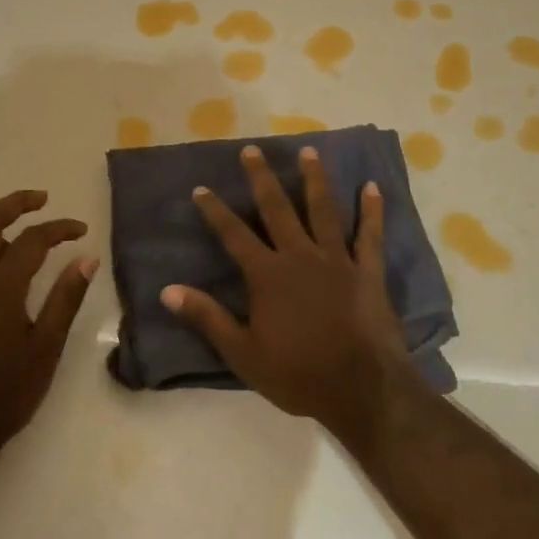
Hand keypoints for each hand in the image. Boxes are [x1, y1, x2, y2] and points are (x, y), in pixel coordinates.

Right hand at [161, 145, 410, 436]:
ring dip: (314, 179)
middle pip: (277, 208)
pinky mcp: (367, 270)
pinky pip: (369, 234)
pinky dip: (371, 210)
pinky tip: (371, 187)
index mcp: (267, 275)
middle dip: (261, 178)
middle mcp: (300, 256)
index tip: (201, 188)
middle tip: (252, 150)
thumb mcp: (242, 353)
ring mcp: (337, 259)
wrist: (361, 388)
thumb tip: (167, 290)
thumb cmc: (298, 373)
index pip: (234, 235)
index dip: (215, 211)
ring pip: (322, 209)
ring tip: (307, 150)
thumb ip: (207, 317)